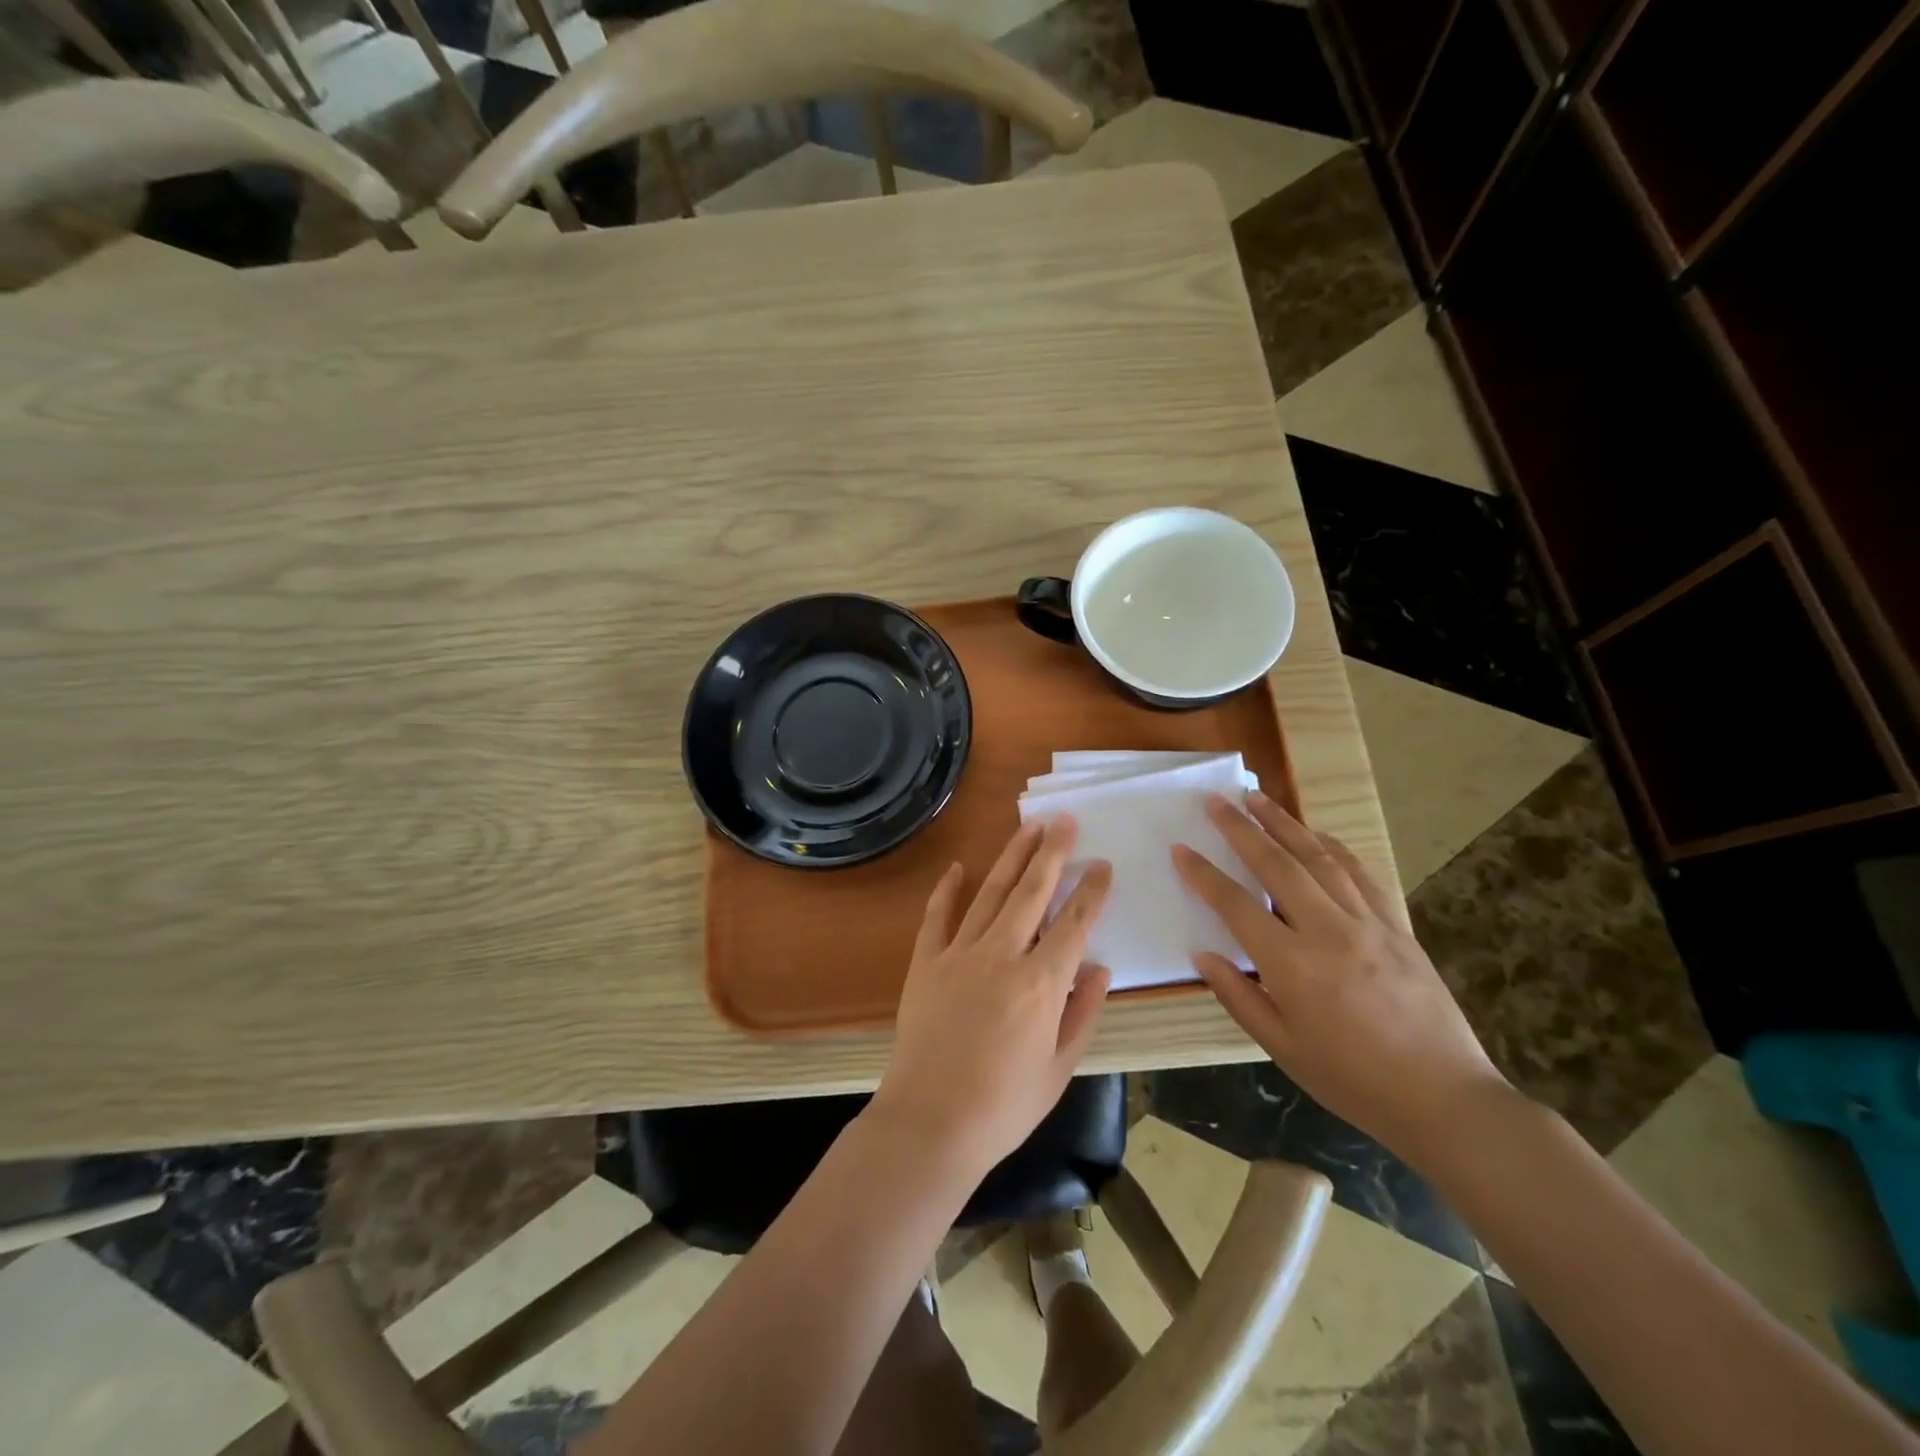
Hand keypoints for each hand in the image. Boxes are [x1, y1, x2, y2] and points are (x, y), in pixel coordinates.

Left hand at [872, 817, 1113, 1178]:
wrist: (930, 1124)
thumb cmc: (1003, 1106)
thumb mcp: (1059, 1069)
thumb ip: (1082, 1013)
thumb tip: (1099, 968)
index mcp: (1041, 983)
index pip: (1074, 924)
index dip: (1091, 892)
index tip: (1103, 866)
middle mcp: (1002, 955)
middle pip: (1032, 892)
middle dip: (1053, 853)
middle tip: (1066, 821)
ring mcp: (959, 954)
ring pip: (991, 893)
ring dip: (1011, 857)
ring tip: (1028, 828)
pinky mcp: (926, 963)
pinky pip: (938, 916)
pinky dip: (947, 890)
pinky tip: (957, 867)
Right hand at [1172, 793, 1510, 1165]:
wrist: (1445, 1099)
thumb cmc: (1353, 1081)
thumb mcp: (1283, 1048)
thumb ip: (1238, 996)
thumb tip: (1203, 956)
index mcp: (1292, 965)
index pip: (1236, 905)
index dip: (1203, 874)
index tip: (1180, 848)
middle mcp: (1328, 931)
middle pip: (1277, 865)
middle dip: (1241, 828)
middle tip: (1217, 801)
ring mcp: (1368, 924)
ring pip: (1319, 858)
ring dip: (1285, 824)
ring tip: (1258, 798)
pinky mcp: (1397, 927)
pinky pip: (1361, 875)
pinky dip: (1334, 848)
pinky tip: (1318, 835)